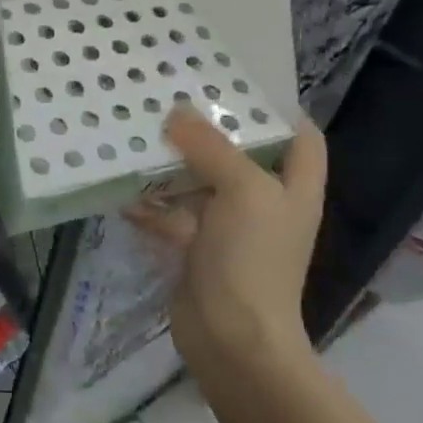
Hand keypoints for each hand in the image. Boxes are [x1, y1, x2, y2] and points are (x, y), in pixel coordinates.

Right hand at [125, 106, 326, 390]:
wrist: (231, 339)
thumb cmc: (252, 259)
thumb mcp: (243, 191)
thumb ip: (212, 147)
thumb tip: (178, 112)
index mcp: (293, 187)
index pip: (300, 136)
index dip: (277, 109)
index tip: (235, 83)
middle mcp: (264, 203)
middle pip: (240, 155)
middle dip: (207, 130)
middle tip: (170, 99)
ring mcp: (228, 229)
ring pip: (199, 184)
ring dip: (171, 165)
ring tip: (137, 134)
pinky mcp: (196, 249)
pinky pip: (171, 216)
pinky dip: (149, 205)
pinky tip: (122, 190)